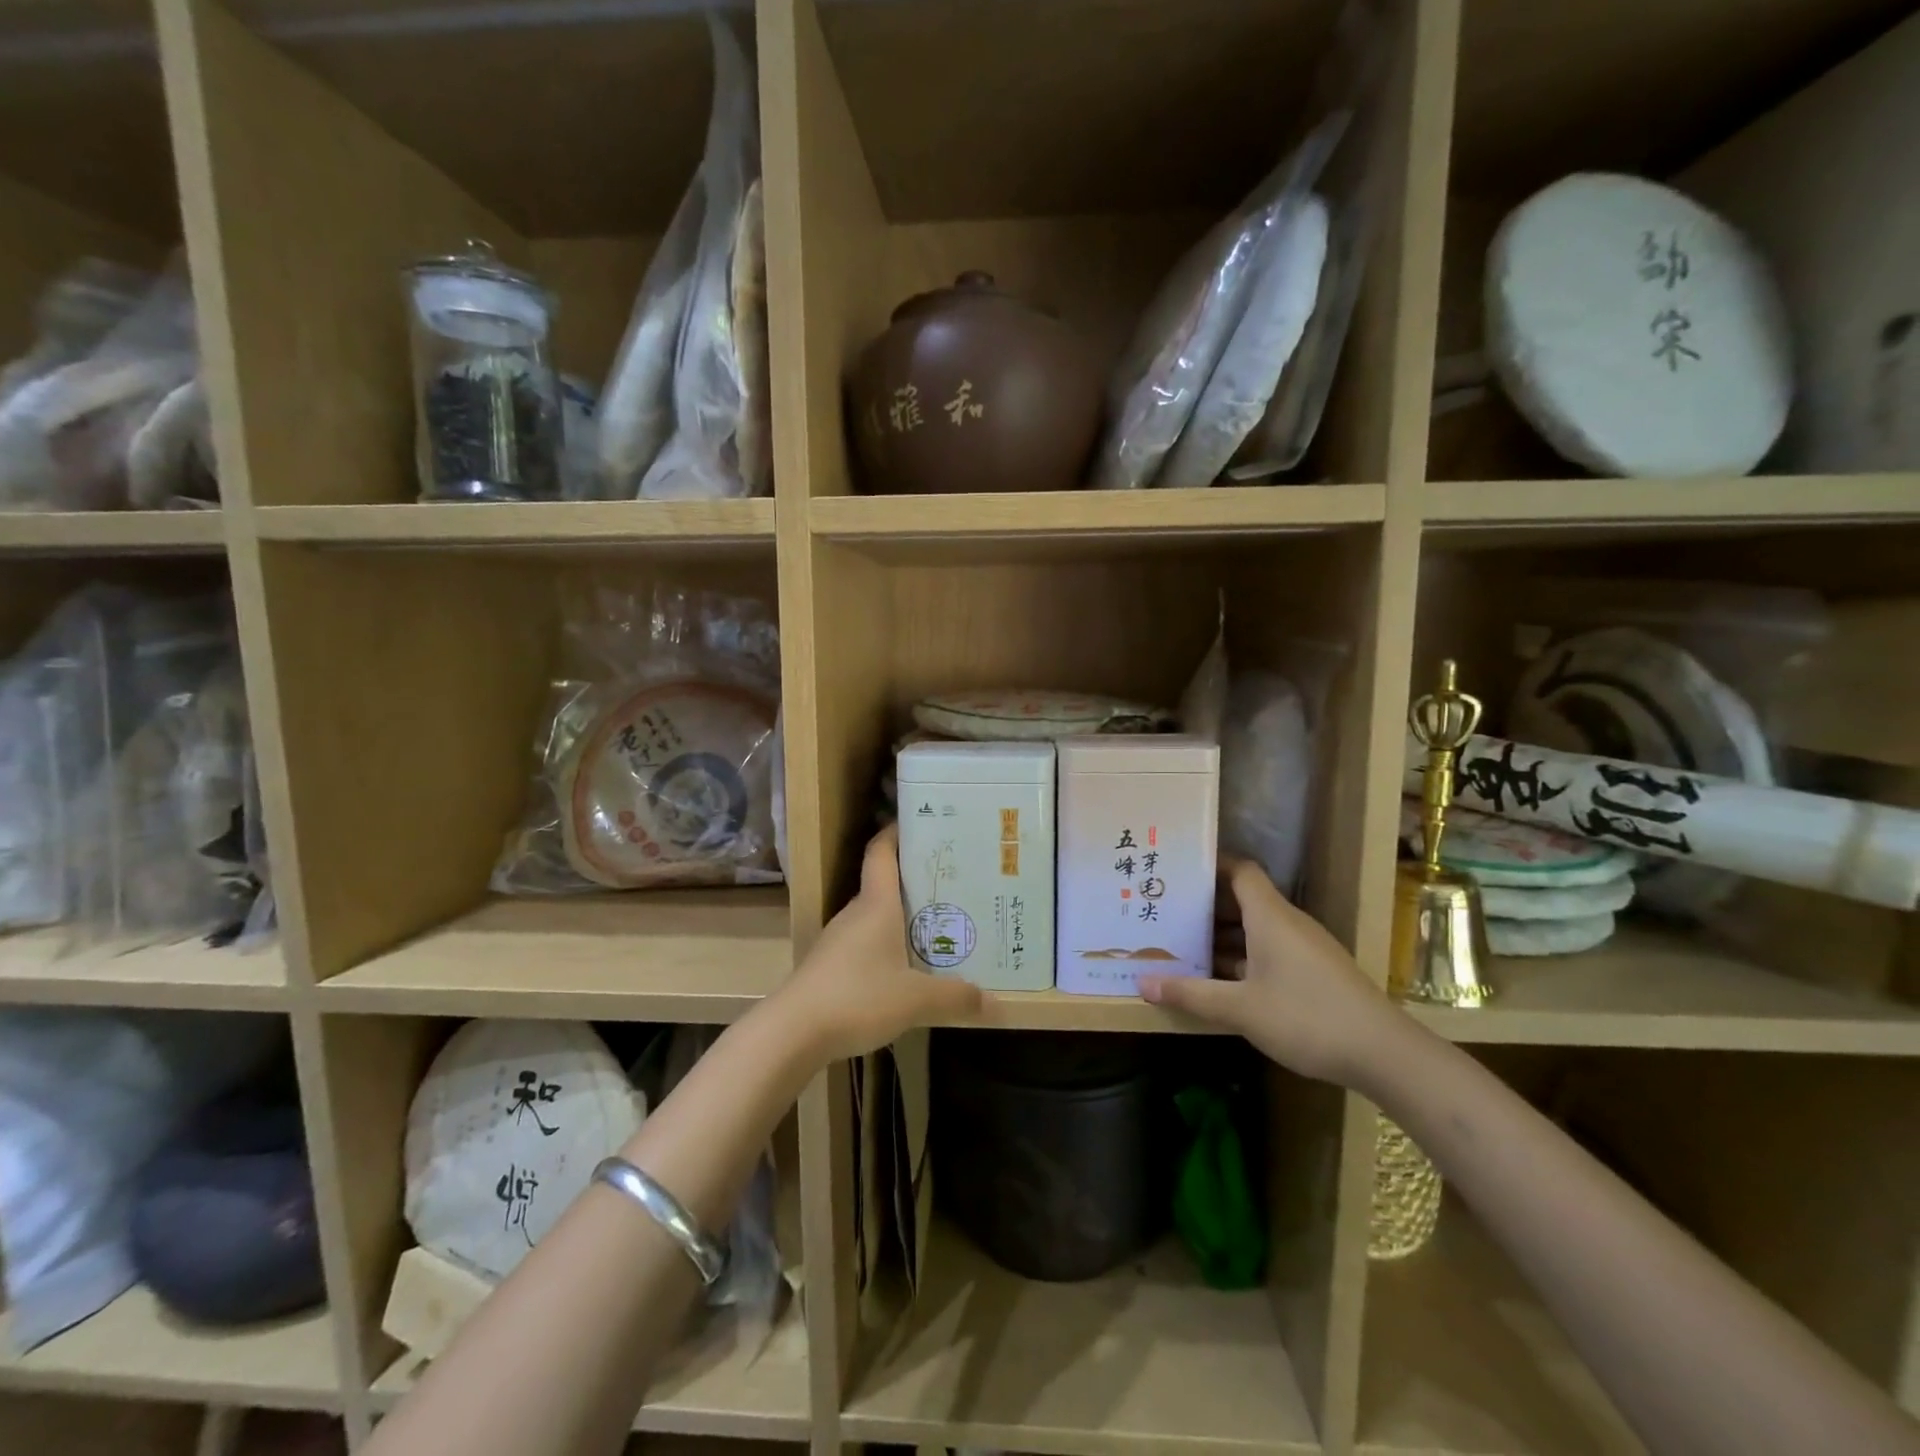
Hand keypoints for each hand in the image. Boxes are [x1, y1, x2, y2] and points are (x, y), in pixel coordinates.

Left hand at [777, 825, 990, 1061]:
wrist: (792, 1032)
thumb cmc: (857, 997)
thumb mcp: (915, 1000)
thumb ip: (954, 997)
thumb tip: (992, 1002)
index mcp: (875, 904)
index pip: (880, 853)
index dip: (895, 833)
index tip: (919, 823)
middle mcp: (855, 914)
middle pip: (883, 885)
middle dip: (914, 882)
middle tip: (951, 885)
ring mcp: (837, 940)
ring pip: (874, 918)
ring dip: (900, 918)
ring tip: (936, 927)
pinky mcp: (829, 966)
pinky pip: (864, 945)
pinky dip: (885, 947)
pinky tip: (904, 970)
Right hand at [1138, 857, 1403, 1087]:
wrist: (1385, 1055)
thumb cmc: (1307, 1018)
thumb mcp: (1241, 1009)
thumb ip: (1191, 994)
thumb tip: (1142, 984)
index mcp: (1271, 917)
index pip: (1240, 871)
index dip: (1210, 864)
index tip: (1176, 869)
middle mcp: (1288, 924)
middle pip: (1243, 900)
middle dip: (1205, 905)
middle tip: (1164, 912)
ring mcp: (1304, 949)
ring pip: (1255, 929)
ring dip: (1221, 936)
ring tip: (1181, 946)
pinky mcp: (1314, 973)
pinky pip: (1269, 951)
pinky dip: (1241, 957)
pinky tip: (1218, 980)